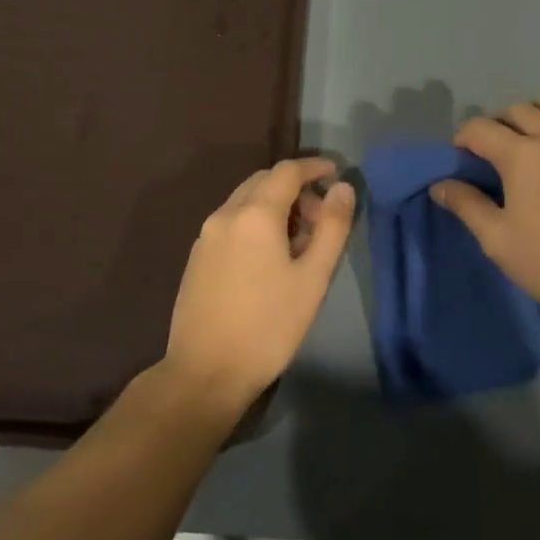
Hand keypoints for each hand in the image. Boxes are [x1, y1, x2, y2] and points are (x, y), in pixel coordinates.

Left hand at [161, 157, 354, 415]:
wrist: (205, 373)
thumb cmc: (268, 326)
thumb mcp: (312, 278)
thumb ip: (331, 227)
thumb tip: (342, 188)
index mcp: (254, 214)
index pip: (287, 170)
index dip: (314, 166)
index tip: (336, 172)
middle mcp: (225, 214)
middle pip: (263, 181)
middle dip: (295, 188)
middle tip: (321, 216)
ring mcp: (206, 235)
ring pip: (245, 201)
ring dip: (274, 205)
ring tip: (299, 241)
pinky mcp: (197, 256)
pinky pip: (231, 222)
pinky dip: (255, 222)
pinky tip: (269, 257)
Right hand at [431, 98, 539, 332]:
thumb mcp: (497, 240)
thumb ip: (466, 205)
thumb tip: (440, 184)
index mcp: (522, 156)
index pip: (481, 128)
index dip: (462, 138)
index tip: (458, 159)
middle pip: (521, 110)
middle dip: (498, 122)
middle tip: (491, 151)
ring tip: (538, 136)